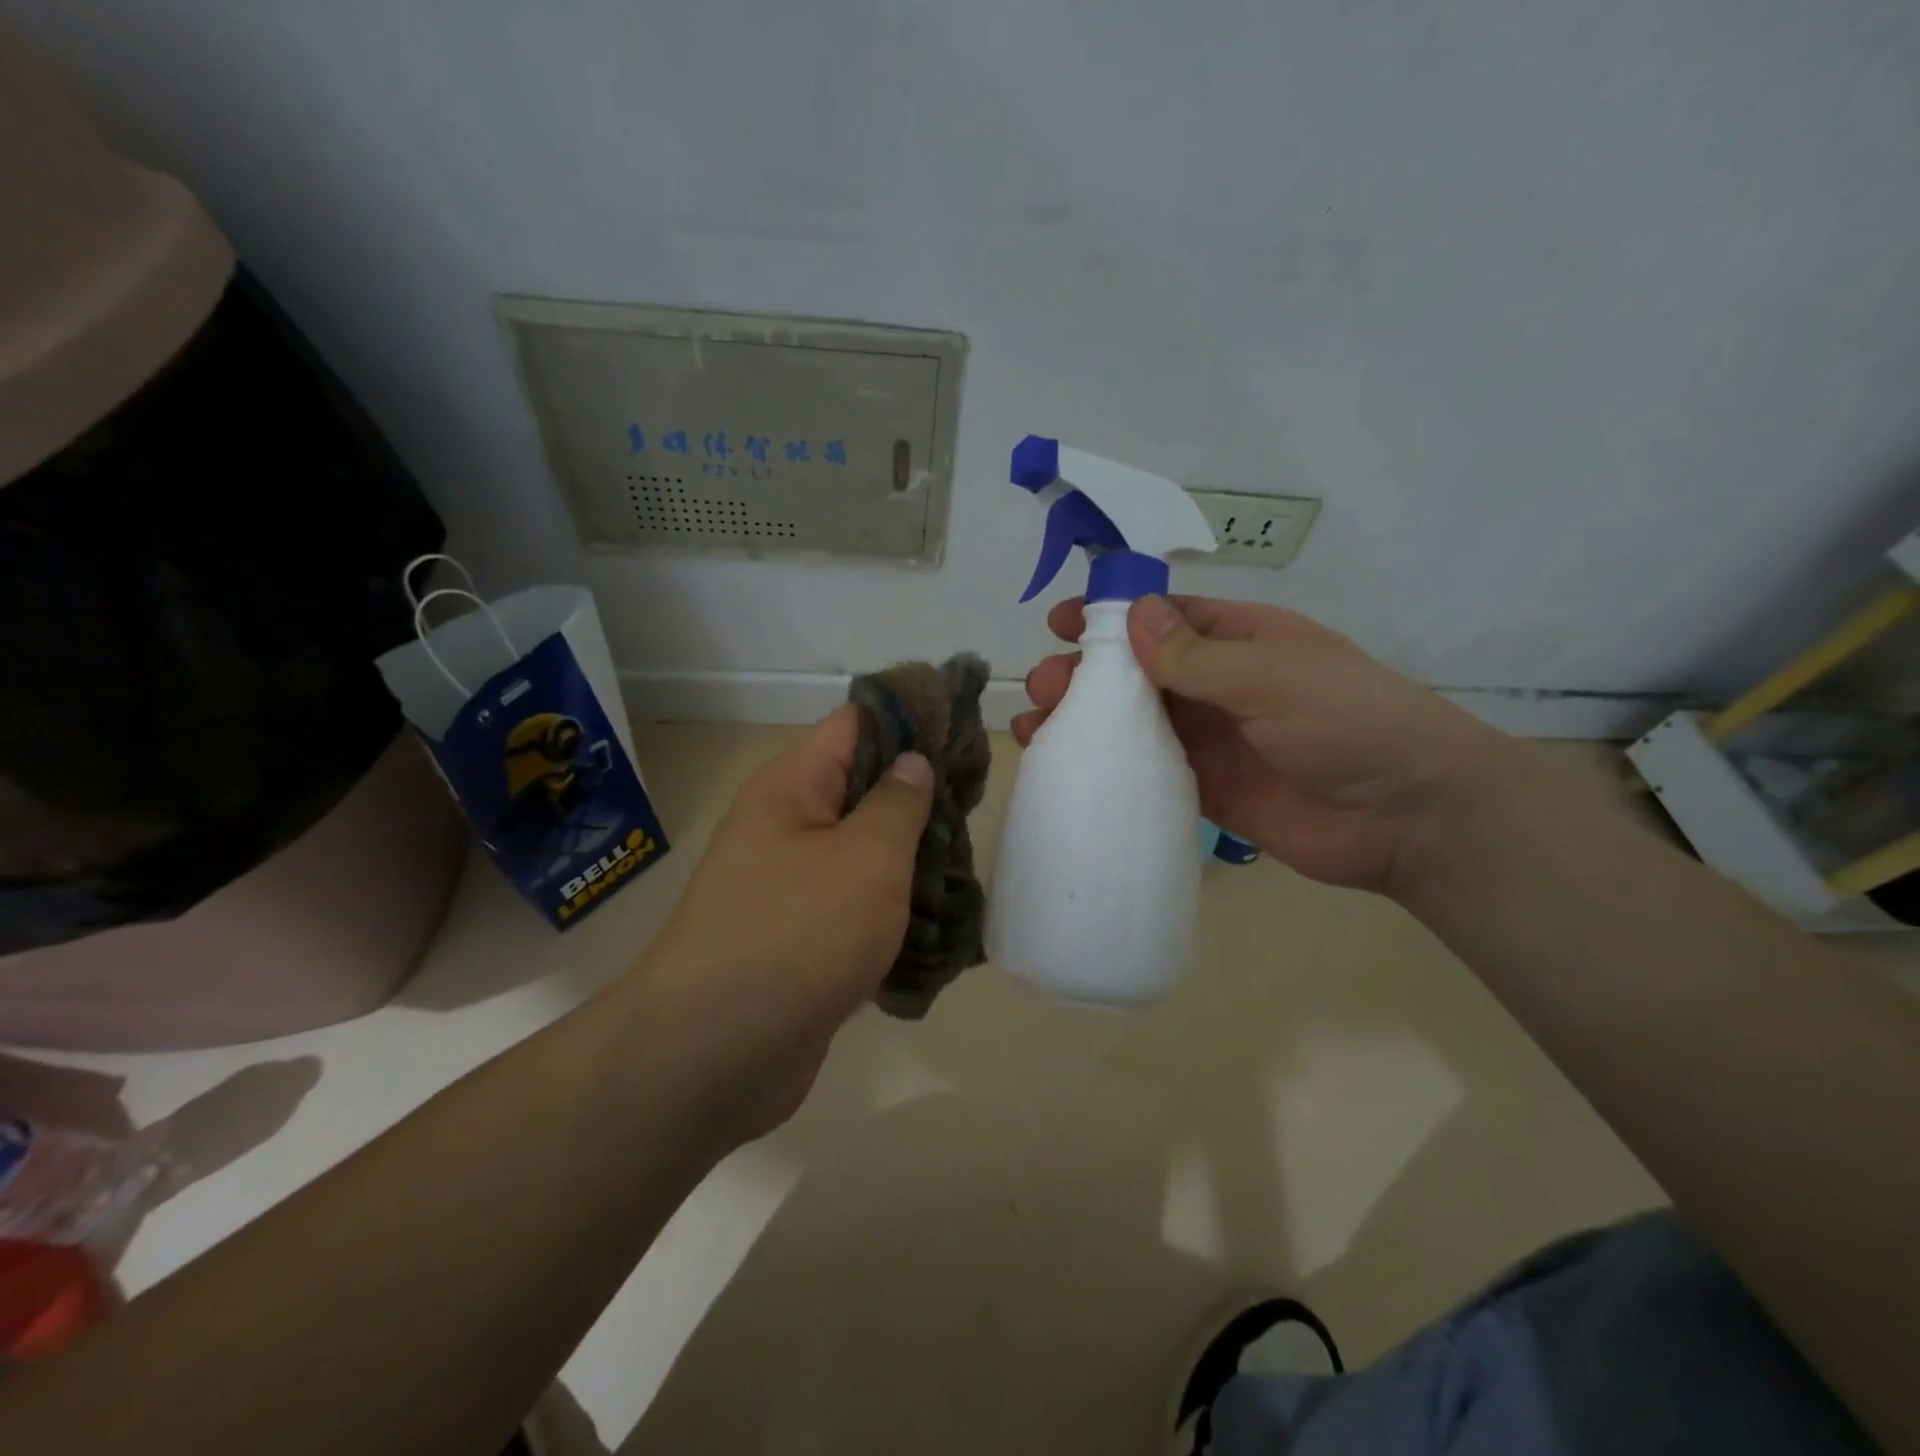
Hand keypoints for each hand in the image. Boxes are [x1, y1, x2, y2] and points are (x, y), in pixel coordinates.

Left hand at [636, 705, 933, 1137]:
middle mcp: (784, 827)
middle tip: (977, 807)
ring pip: (861, 851)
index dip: (911, 719)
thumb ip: (899, 802)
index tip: (964, 731)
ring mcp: (788, 885)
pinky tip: (937, 922)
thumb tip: (912, 761)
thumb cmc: (798, 934)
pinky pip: (853, 905)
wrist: (716, 1054)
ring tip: (966, 865)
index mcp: (791, 788)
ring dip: (910, 858)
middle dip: (919, 796)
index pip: (856, 724)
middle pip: (861, 787)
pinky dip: (891, 909)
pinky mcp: (798, 938)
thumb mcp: (866, 857)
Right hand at [1013, 595, 1505, 894]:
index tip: (1058, 623)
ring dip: (1086, 721)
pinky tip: (1069, 770)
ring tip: (1037, 728)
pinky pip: (1148, 771)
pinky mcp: (1206, 788)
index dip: (1109, 617)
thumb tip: (1132, 615)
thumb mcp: (1272, 675)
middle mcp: (1217, 685)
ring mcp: (1210, 739)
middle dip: (1085, 674)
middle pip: (1136, 672)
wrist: (1407, 817)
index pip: (1162, 618)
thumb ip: (1197, 655)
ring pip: (1134, 722)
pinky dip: (1110, 768)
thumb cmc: (1347, 722)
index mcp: (1238, 640)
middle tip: (1042, 686)